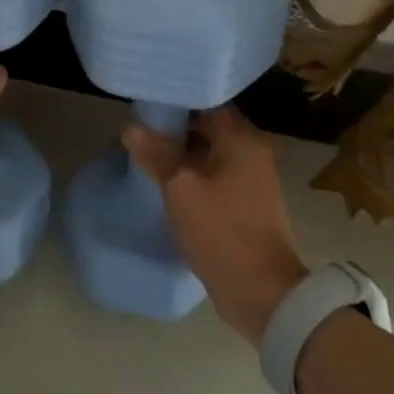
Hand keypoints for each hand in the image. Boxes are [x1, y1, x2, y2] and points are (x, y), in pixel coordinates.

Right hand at [124, 107, 307, 344]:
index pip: (207, 102)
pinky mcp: (245, 204)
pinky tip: (165, 182)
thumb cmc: (222, 231)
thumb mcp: (181, 189)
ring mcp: (251, 180)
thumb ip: (157, 154)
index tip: (146, 102)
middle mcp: (252, 152)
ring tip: (145, 153)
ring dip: (181, 153)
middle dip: (174, 128)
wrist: (261, 292)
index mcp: (242, 139)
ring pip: (209, 154)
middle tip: (138, 129)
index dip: (176, 101)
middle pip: (208, 127)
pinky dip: (192, 175)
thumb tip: (131, 127)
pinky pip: (214, 177)